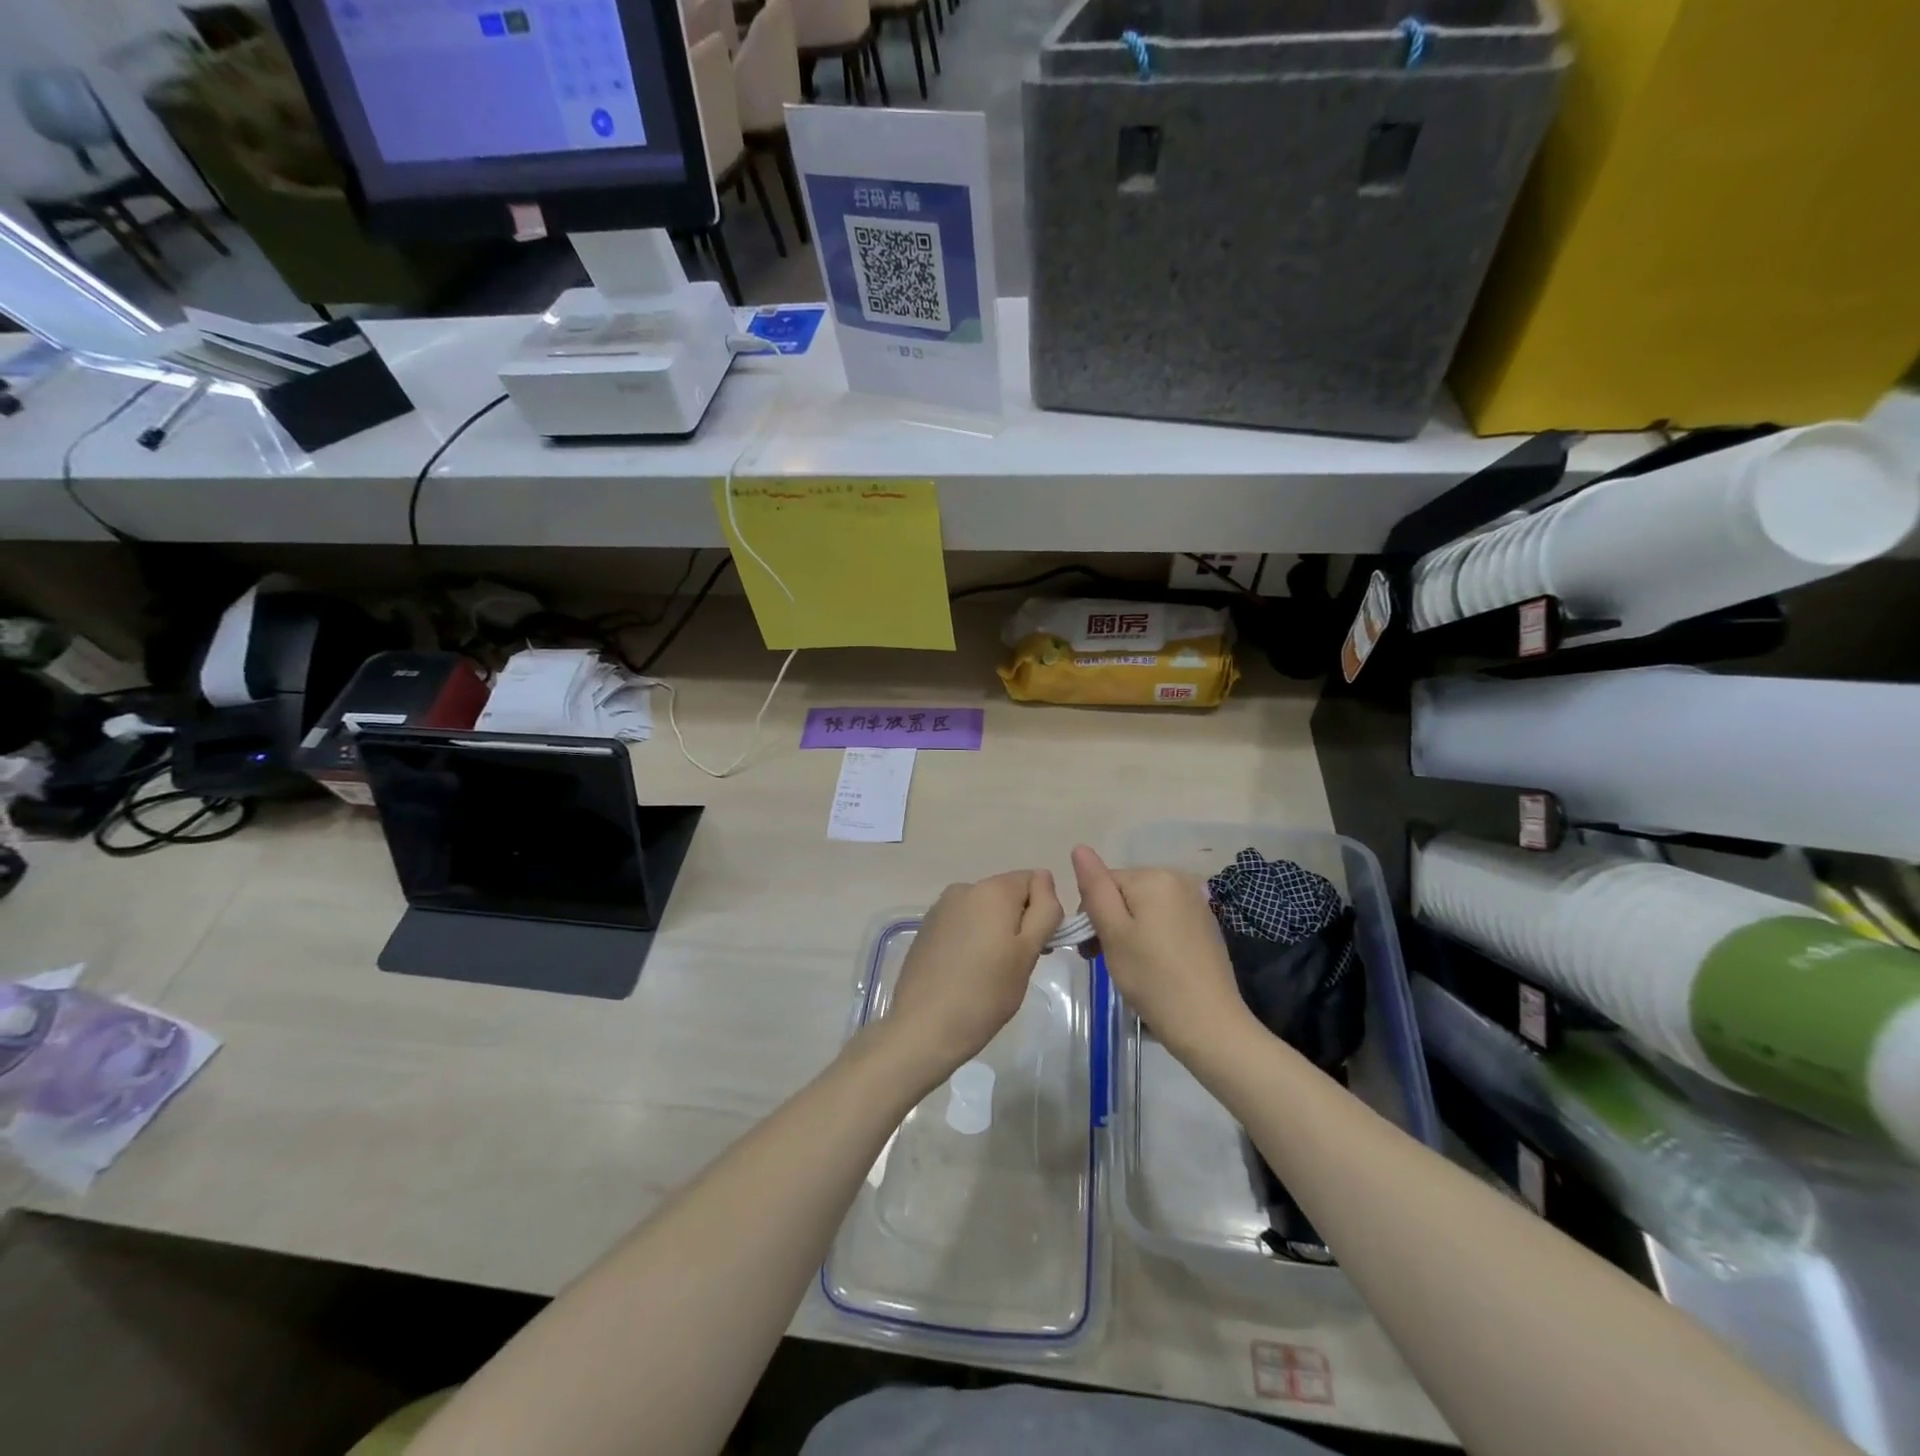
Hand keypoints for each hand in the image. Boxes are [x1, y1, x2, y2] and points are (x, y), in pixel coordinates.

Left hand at [881, 870, 1062, 1082]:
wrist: (924, 1027)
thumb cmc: (985, 992)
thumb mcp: (1028, 952)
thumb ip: (1044, 910)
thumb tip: (1045, 878)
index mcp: (992, 890)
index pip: (1034, 881)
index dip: (1043, 911)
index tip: (1038, 947)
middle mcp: (964, 888)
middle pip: (1007, 894)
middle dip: (1019, 922)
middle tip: (1017, 966)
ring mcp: (941, 908)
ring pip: (984, 910)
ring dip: (995, 932)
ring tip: (989, 973)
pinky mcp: (926, 928)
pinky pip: (962, 923)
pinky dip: (971, 940)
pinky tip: (965, 972)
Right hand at [1071, 845, 1252, 1062]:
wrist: (1209, 1025)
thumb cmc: (1152, 979)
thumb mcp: (1113, 932)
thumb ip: (1095, 887)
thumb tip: (1079, 847)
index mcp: (1154, 876)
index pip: (1104, 882)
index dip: (1091, 913)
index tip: (1090, 949)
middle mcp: (1178, 879)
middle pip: (1125, 891)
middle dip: (1110, 920)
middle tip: (1104, 959)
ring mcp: (1196, 901)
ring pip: (1144, 906)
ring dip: (1128, 929)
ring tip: (1127, 965)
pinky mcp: (1205, 923)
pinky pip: (1165, 918)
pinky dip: (1151, 935)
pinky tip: (1152, 964)